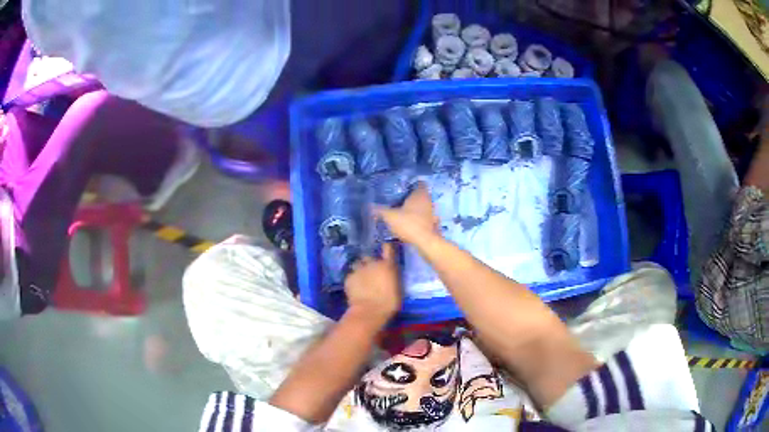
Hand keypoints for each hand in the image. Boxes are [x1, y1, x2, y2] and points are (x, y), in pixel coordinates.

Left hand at [344, 243, 400, 323]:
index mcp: (387, 265)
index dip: (386, 247)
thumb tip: (389, 275)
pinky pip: (350, 275)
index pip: (388, 248)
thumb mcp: (397, 288)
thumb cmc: (389, 303)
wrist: (370, 311)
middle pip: (368, 256)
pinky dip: (352, 280)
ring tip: (360, 279)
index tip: (386, 248)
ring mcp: (358, 270)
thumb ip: (392, 277)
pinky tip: (354, 288)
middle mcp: (372, 263)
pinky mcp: (348, 278)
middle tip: (370, 271)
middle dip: (368, 262)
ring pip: (357, 264)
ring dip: (359, 269)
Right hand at [374, 182, 439, 244]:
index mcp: (420, 194)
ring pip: (422, 206)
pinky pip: (423, 216)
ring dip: (413, 208)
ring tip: (400, 211)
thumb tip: (370, 206)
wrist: (425, 242)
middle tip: (397, 199)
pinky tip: (407, 222)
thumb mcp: (390, 216)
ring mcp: (432, 212)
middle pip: (420, 195)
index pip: (419, 183)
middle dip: (410, 197)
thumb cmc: (409, 224)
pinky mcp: (432, 223)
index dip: (411, 184)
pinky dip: (416, 218)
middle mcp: (428, 201)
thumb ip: (380, 210)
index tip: (401, 187)